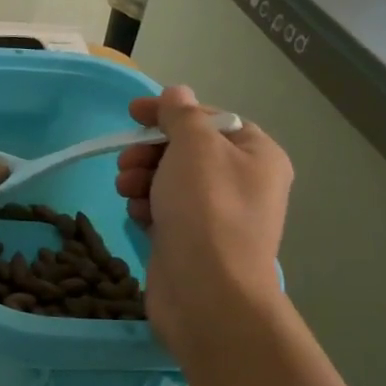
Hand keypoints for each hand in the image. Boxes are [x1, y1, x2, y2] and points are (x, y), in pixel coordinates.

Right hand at [117, 87, 291, 355]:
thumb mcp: (194, 146)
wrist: (207, 292)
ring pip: (169, 180)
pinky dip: (146, 207)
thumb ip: (182, 114)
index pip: (210, 118)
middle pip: (185, 150)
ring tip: (127, 191)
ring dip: (142, 179)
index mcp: (257, 154)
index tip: (132, 112)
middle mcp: (242, 182)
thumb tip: (177, 93)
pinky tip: (137, 216)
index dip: (170, 112)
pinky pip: (163, 210)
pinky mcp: (191, 240)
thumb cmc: (206, 209)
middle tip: (128, 163)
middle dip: (150, 151)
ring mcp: (216, 215)